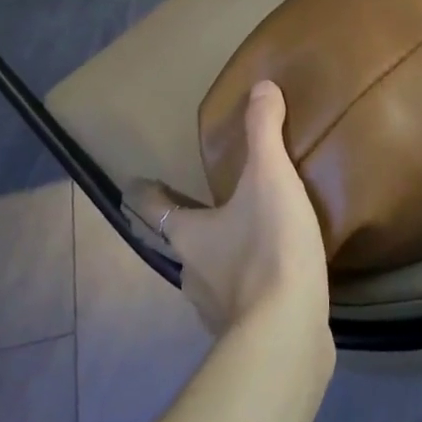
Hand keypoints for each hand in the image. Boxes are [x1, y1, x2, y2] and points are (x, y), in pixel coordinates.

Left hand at [126, 82, 331, 341]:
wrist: (287, 334)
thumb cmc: (268, 249)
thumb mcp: (270, 179)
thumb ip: (264, 133)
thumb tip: (262, 87)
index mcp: (188, 236)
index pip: (153, 209)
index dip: (144, 193)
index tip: (134, 183)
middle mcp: (192, 274)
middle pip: (179, 244)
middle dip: (187, 227)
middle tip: (203, 209)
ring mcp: (215, 310)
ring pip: (208, 277)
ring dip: (219, 260)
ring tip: (244, 243)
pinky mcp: (244, 335)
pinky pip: (240, 304)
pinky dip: (248, 290)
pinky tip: (271, 284)